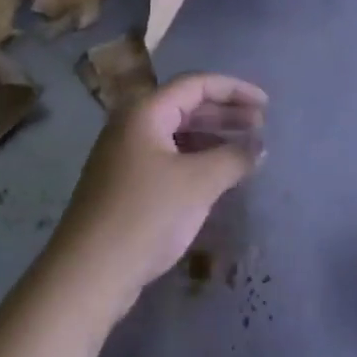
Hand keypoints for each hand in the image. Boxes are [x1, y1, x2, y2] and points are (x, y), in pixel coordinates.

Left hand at [48, 73, 267, 313]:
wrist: (89, 272)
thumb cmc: (146, 215)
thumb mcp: (198, 183)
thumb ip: (234, 157)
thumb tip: (260, 145)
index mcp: (145, 112)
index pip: (195, 84)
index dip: (234, 90)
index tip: (267, 105)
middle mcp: (132, 125)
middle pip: (185, 106)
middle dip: (226, 113)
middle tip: (262, 126)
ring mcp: (125, 155)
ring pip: (177, 133)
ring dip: (213, 137)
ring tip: (246, 150)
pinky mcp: (125, 183)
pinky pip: (168, 157)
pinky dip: (196, 159)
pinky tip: (218, 175)